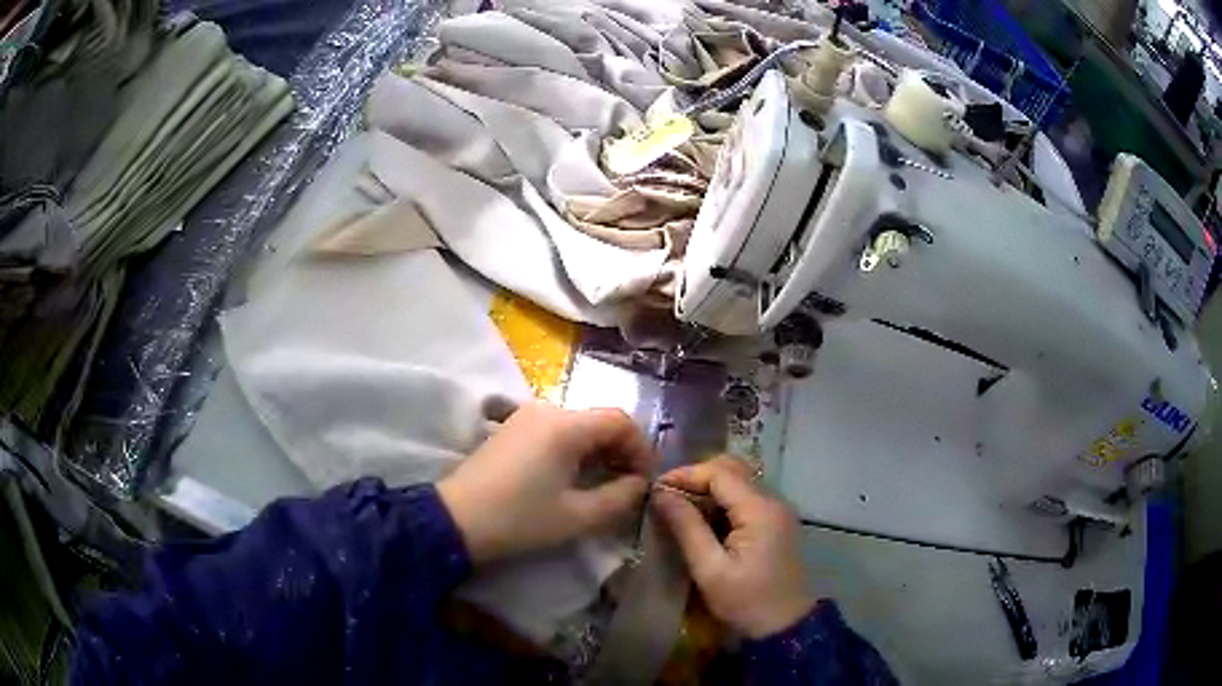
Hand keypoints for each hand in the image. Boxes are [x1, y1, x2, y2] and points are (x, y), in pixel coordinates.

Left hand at [438, 401, 654, 564]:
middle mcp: (547, 409)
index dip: (642, 449)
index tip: (646, 481)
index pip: (621, 421)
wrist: (455, 520)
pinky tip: (573, 476)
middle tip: (629, 486)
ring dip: (599, 450)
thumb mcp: (578, 516)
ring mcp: (525, 415)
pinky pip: (556, 430)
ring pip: (579, 425)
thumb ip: (620, 497)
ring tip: (605, 484)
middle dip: (622, 451)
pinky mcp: (511, 427)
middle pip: (600, 420)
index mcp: (566, 425)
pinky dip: (575, 449)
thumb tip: (640, 484)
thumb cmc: (520, 519)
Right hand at [652, 457, 814, 638]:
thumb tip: (661, 494)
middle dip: (697, 477)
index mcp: (760, 509)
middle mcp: (773, 500)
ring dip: (709, 488)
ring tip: (679, 508)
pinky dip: (722, 501)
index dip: (685, 474)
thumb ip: (687, 528)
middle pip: (732, 470)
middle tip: (666, 496)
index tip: (655, 488)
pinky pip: (746, 498)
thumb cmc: (746, 601)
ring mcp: (778, 510)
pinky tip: (703, 521)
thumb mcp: (710, 569)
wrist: (785, 626)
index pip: (719, 473)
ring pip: (739, 481)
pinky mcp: (776, 522)